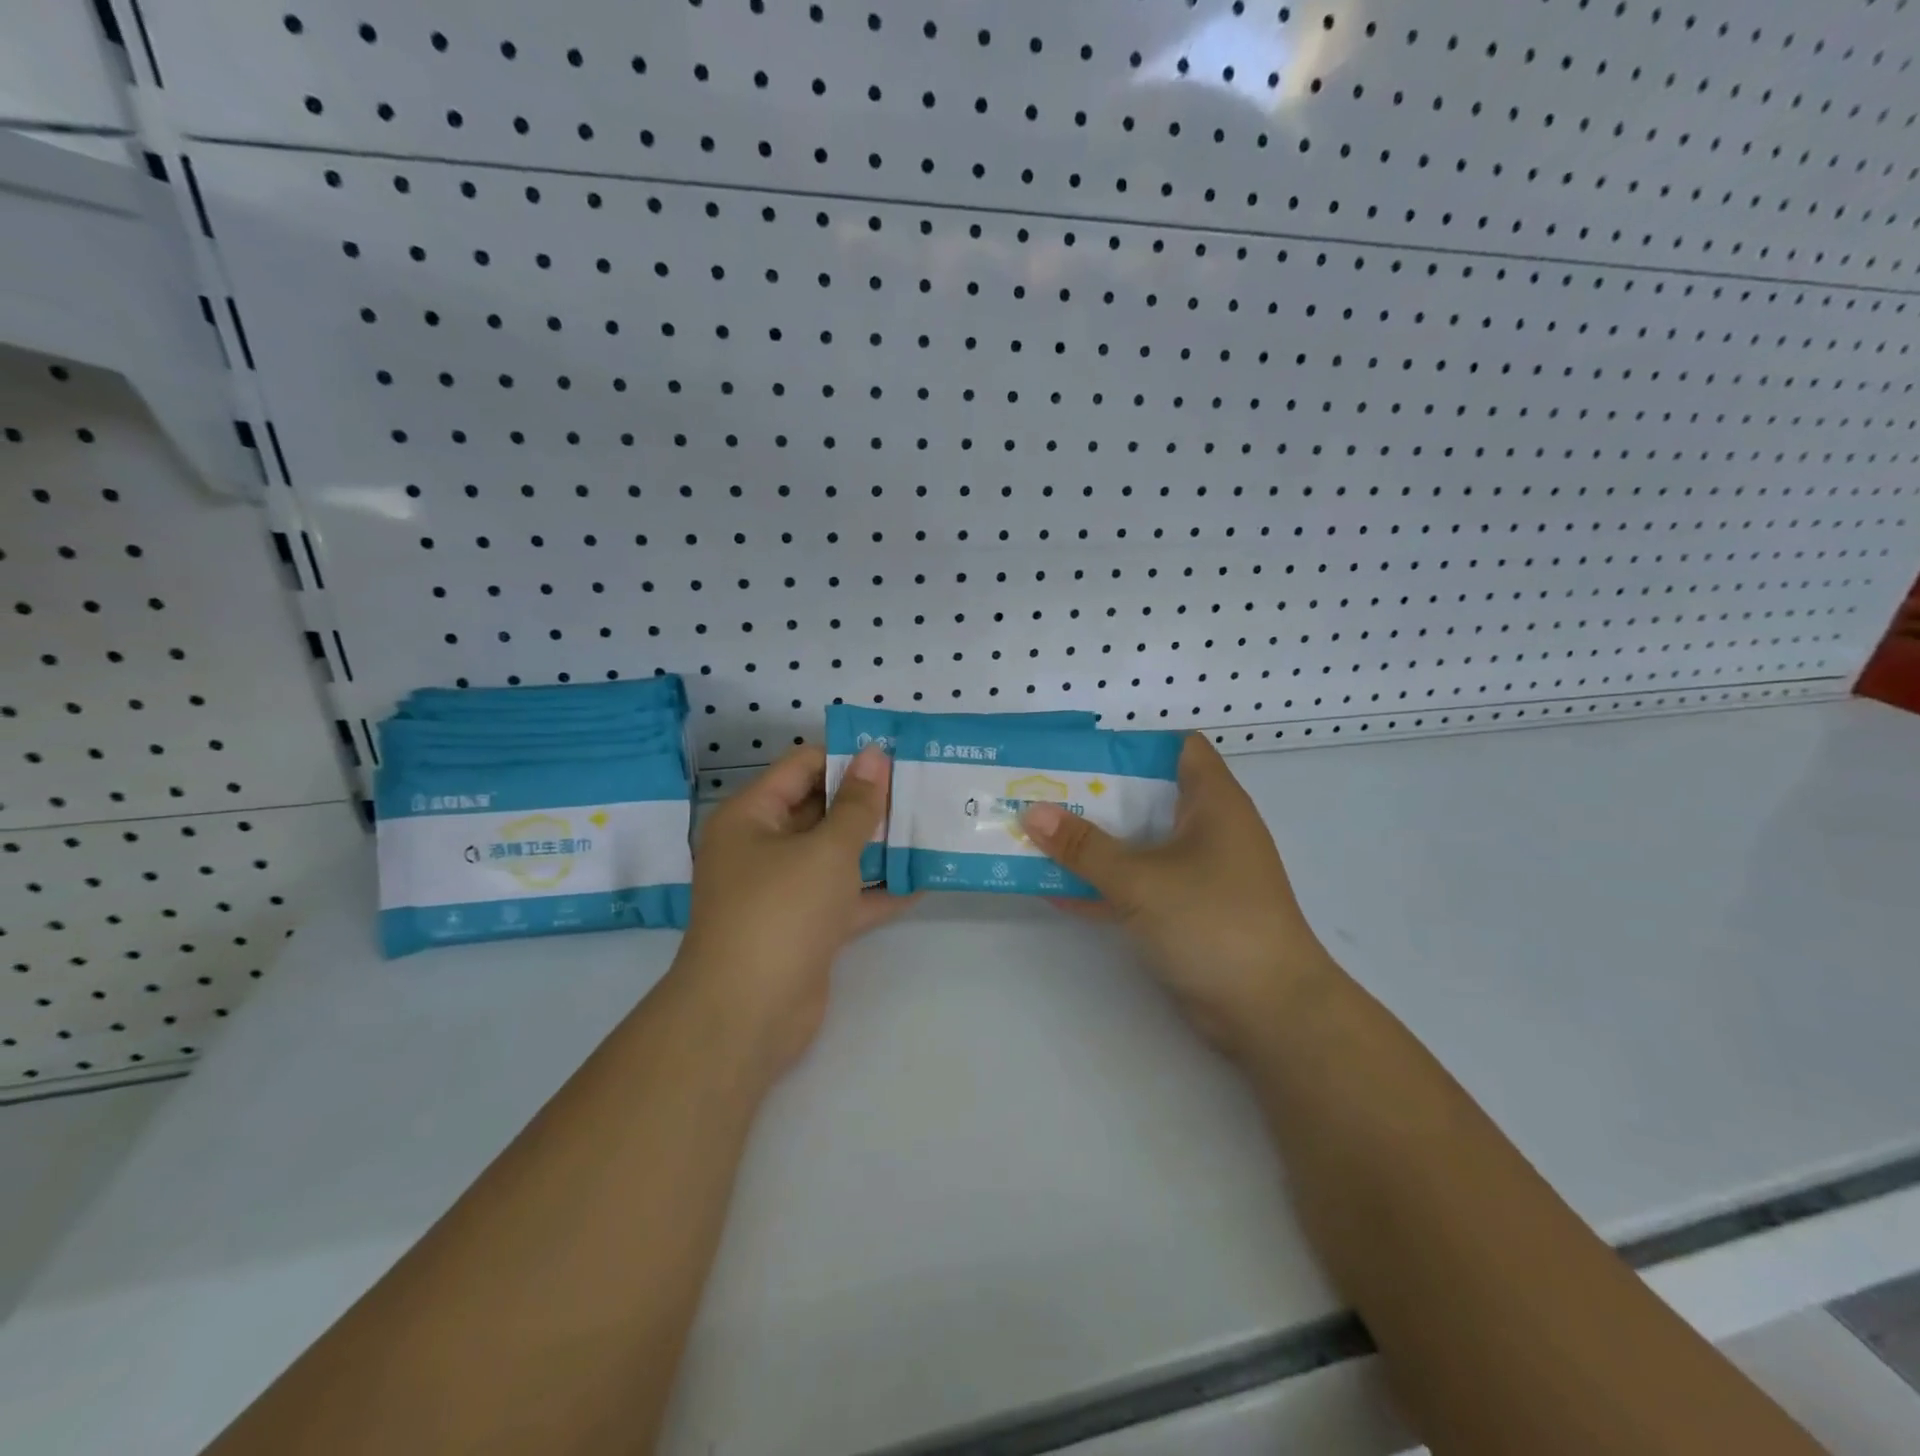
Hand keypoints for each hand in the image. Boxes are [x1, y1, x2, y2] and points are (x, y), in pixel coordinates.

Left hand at [674, 743, 904, 1082]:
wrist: (747, 1015)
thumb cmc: (782, 912)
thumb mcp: (826, 849)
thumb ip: (857, 804)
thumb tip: (875, 755)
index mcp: (752, 816)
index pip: (802, 767)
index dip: (848, 758)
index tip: (897, 756)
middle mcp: (762, 847)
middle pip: (820, 809)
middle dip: (869, 801)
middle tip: (921, 788)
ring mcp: (783, 890)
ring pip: (835, 855)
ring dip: (877, 845)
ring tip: (928, 826)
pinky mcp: (804, 927)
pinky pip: (844, 897)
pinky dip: (877, 890)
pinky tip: (923, 881)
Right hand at [1021, 734, 1338, 1062]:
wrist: (1269, 1012)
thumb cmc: (1213, 922)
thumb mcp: (1140, 880)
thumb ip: (1085, 847)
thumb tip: (1032, 812)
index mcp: (1213, 803)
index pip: (1179, 748)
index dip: (1133, 744)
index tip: (1082, 753)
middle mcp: (1208, 830)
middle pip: (1148, 796)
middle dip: (1097, 794)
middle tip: (1044, 790)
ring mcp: (1198, 873)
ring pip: (1139, 843)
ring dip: (1095, 842)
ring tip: (1038, 833)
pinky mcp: (1187, 912)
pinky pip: (1138, 886)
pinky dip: (1103, 884)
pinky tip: (1054, 888)